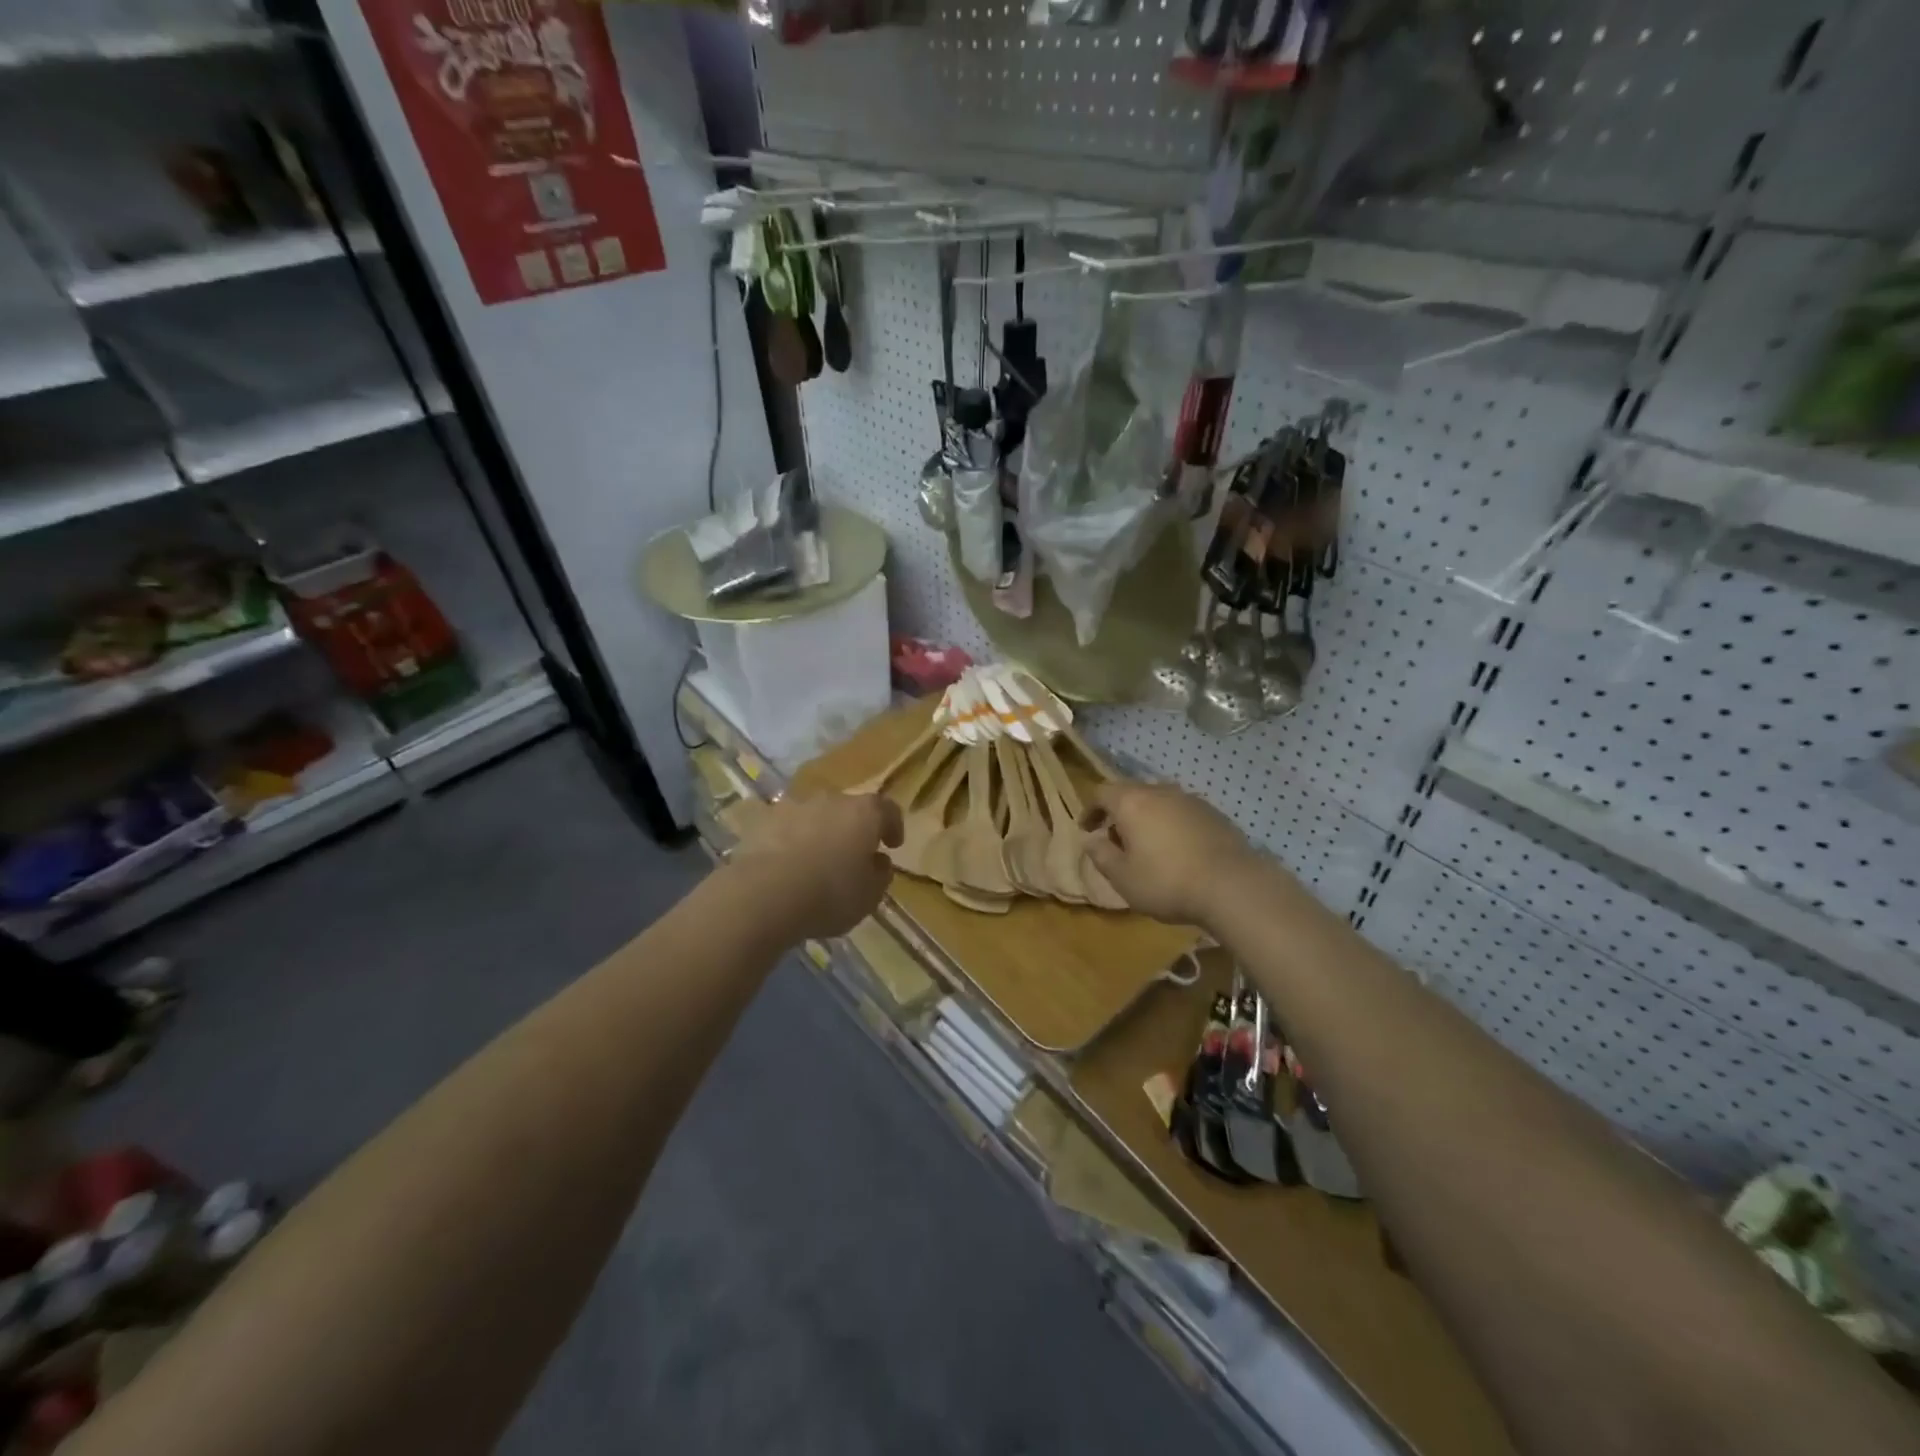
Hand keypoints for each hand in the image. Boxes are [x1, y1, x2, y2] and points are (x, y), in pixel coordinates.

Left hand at [730, 792, 902, 939]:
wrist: (764, 894)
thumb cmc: (829, 894)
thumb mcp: (869, 896)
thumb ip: (880, 875)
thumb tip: (879, 862)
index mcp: (864, 813)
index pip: (887, 809)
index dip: (893, 826)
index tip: (892, 845)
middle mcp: (831, 800)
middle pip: (849, 809)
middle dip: (853, 829)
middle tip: (853, 855)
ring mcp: (794, 806)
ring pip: (815, 816)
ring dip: (820, 832)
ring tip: (816, 861)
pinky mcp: (763, 820)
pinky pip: (785, 827)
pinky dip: (790, 840)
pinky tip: (786, 864)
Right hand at [1081, 782, 1263, 927]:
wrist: (1232, 885)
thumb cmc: (1167, 882)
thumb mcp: (1123, 878)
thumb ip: (1101, 856)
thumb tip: (1091, 841)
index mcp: (1132, 802)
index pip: (1101, 792)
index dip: (1090, 809)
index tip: (1087, 829)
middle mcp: (1160, 792)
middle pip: (1131, 793)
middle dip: (1118, 813)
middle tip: (1115, 840)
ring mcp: (1190, 800)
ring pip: (1158, 801)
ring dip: (1146, 818)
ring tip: (1147, 846)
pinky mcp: (1214, 813)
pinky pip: (1181, 812)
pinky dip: (1171, 824)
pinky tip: (1177, 850)